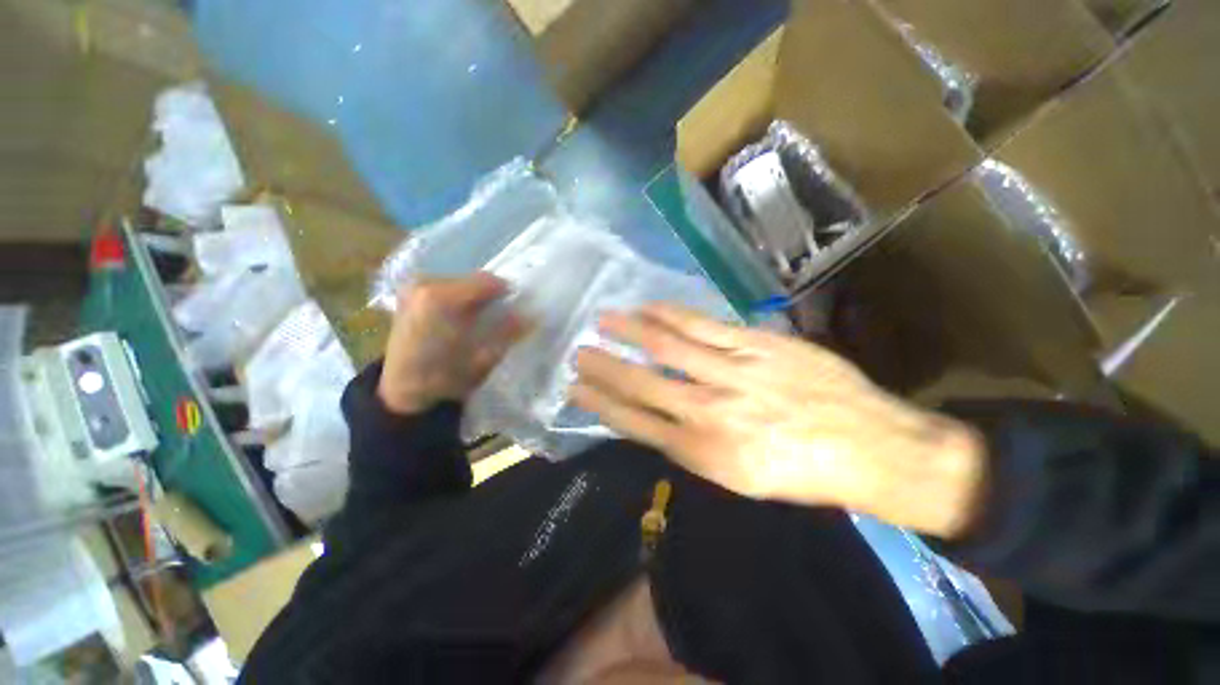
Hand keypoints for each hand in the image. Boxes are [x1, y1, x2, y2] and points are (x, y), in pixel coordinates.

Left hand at [378, 273, 526, 414]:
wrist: (404, 392)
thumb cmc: (445, 378)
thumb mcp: (484, 358)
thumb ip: (509, 332)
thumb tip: (532, 315)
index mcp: (442, 298)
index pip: (487, 281)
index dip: (508, 293)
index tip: (517, 310)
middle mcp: (425, 284)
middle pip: (473, 279)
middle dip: (491, 295)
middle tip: (500, 317)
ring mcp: (413, 287)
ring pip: (461, 281)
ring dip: (475, 296)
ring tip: (479, 320)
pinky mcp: (409, 294)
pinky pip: (446, 287)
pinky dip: (460, 298)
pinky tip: (460, 318)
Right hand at [572, 304, 985, 538]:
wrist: (872, 447)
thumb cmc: (801, 472)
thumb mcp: (738, 477)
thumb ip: (691, 446)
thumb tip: (656, 418)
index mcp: (705, 453)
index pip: (636, 423)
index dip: (603, 404)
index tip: (578, 389)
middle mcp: (711, 411)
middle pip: (643, 383)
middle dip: (605, 368)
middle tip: (579, 353)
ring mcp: (734, 372)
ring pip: (668, 346)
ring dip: (630, 332)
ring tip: (603, 320)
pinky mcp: (757, 345)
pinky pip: (703, 325)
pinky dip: (670, 314)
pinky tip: (648, 308)